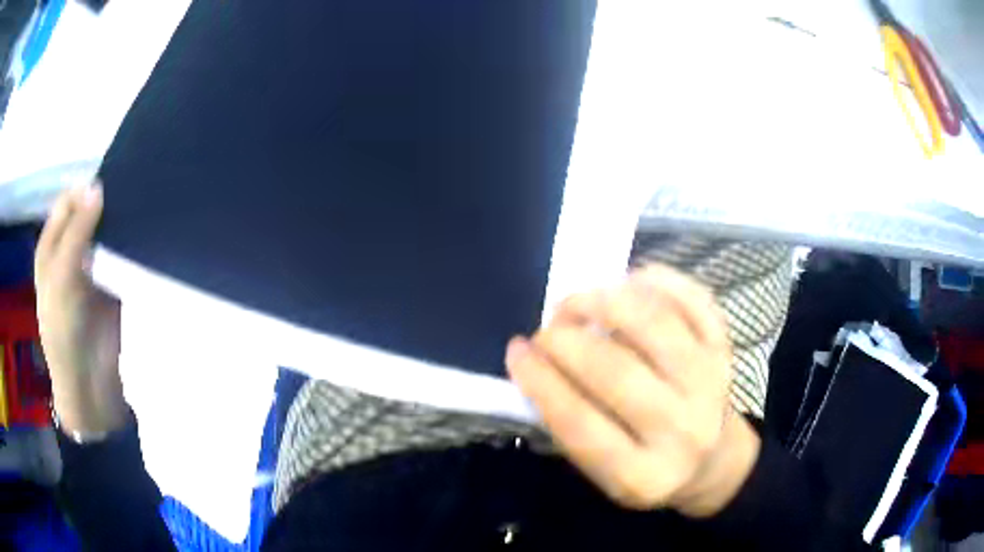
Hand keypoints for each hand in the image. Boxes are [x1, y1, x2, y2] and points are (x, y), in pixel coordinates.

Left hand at [35, 182, 127, 435]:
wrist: (90, 385)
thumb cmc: (64, 332)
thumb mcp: (62, 279)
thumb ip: (76, 233)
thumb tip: (99, 187)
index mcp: (52, 245)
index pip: (69, 201)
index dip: (85, 192)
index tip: (109, 192)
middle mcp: (70, 250)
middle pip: (88, 212)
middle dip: (106, 203)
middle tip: (129, 199)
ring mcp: (92, 266)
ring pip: (106, 230)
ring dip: (120, 223)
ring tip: (141, 213)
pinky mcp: (112, 281)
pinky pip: (120, 254)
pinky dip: (130, 244)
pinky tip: (144, 237)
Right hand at [506, 264, 759, 516]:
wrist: (713, 462)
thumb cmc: (648, 468)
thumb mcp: (604, 472)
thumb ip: (571, 425)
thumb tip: (538, 362)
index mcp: (643, 476)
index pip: (579, 422)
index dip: (539, 380)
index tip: (516, 350)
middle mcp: (683, 431)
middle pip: (615, 371)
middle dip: (565, 340)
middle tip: (546, 331)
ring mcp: (711, 384)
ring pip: (655, 323)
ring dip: (604, 301)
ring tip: (577, 302)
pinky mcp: (726, 351)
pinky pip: (693, 299)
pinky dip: (656, 280)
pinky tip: (626, 282)